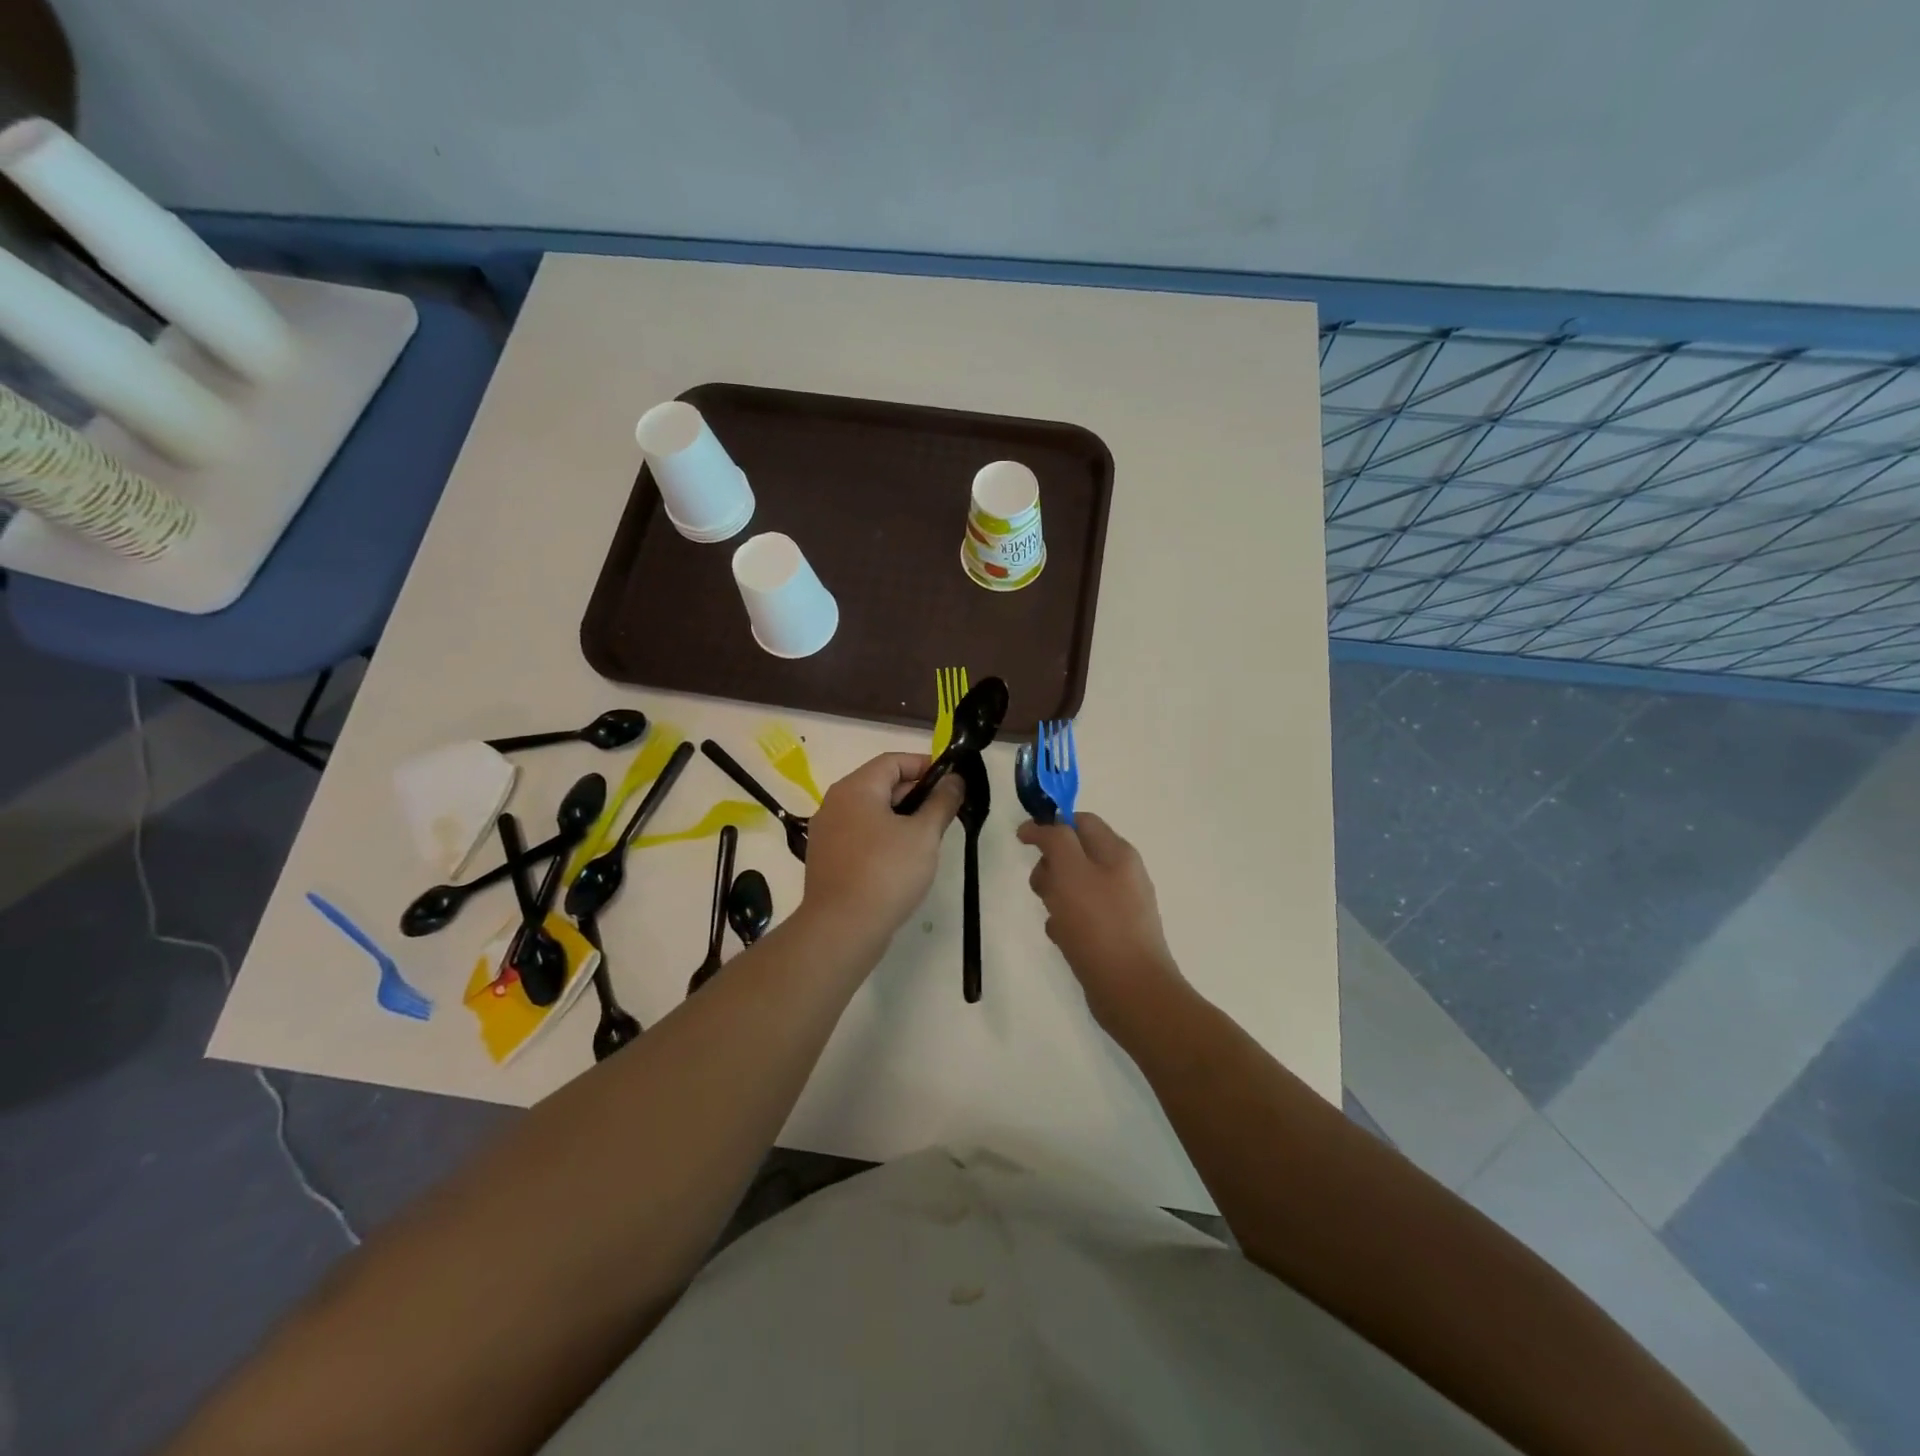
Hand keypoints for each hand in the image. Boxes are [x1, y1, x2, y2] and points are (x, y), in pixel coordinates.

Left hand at [802, 753, 963, 948]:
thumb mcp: (924, 834)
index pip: (893, 761)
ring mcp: (827, 832)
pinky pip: (861, 835)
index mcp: (856, 788)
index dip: (925, 765)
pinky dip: (884, 837)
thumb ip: (942, 802)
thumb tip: (954, 780)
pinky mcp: (828, 859)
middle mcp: (835, 803)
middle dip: (916, 793)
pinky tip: (904, 859)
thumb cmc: (886, 872)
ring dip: (902, 817)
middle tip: (946, 810)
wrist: (842, 929)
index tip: (952, 780)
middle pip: (881, 784)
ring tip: (930, 836)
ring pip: (871, 812)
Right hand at [1017, 813, 1182, 1030]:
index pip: (1081, 821)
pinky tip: (1064, 940)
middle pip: (1075, 854)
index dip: (1050, 826)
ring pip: (1074, 887)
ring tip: (1055, 920)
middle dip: (1050, 867)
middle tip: (1042, 890)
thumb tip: (1040, 825)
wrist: (1133, 991)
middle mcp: (1122, 874)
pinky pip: (1082, 917)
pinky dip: (1066, 923)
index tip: (1023, 842)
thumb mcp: (1071, 872)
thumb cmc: (1098, 925)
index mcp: (1118, 852)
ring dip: (1055, 898)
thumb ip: (1055, 840)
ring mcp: (1120, 906)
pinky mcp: (1114, 934)